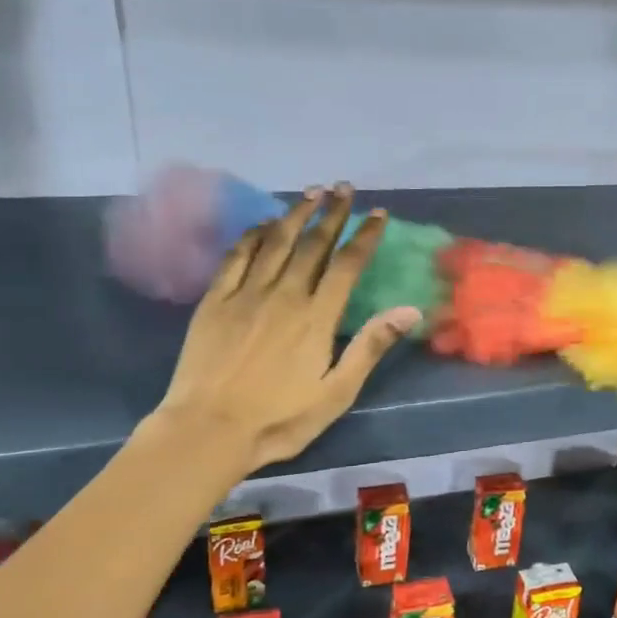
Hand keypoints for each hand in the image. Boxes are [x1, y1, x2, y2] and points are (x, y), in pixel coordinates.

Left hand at [155, 184, 420, 472]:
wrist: (207, 430)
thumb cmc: (279, 419)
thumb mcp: (336, 393)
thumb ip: (370, 347)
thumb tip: (409, 310)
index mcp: (316, 317)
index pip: (347, 265)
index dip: (364, 236)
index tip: (377, 213)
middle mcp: (284, 295)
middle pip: (313, 244)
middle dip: (332, 213)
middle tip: (343, 187)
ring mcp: (245, 294)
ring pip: (275, 242)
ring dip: (295, 214)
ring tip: (310, 192)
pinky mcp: (214, 301)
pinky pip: (236, 256)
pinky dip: (253, 235)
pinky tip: (262, 223)